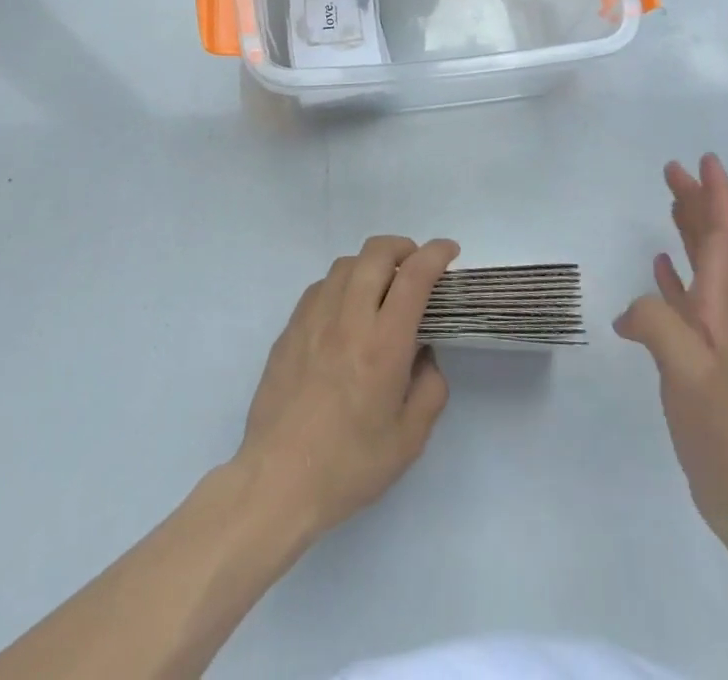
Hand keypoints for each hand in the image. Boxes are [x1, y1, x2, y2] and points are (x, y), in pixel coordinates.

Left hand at [235, 235, 459, 540]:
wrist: (277, 480)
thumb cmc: (349, 466)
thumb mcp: (409, 439)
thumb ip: (429, 388)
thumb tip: (424, 354)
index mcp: (383, 345)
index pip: (414, 278)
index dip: (435, 254)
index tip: (449, 250)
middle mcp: (348, 319)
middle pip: (376, 253)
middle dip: (403, 247)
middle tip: (417, 267)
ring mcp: (313, 319)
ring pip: (345, 264)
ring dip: (371, 264)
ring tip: (382, 288)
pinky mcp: (290, 328)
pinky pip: (321, 287)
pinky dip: (342, 284)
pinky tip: (346, 312)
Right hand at [614, 155, 727, 520]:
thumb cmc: (720, 425)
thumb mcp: (684, 369)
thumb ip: (656, 323)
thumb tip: (630, 311)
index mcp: (720, 308)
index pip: (723, 238)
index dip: (717, 198)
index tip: (706, 161)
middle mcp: (719, 313)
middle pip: (712, 244)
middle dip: (697, 202)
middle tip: (673, 169)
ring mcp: (709, 335)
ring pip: (699, 266)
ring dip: (686, 229)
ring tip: (669, 200)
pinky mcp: (695, 356)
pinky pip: (683, 298)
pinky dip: (671, 274)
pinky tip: (657, 267)